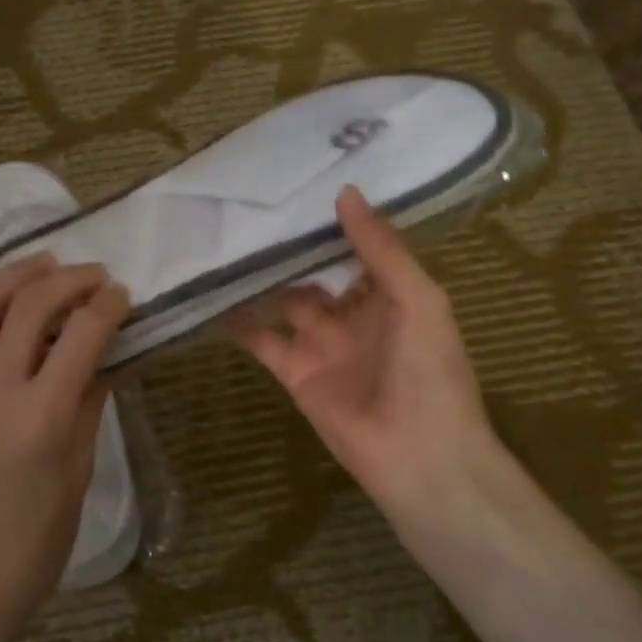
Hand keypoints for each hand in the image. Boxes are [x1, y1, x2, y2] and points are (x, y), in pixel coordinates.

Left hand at [0, 257, 130, 641]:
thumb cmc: (37, 540)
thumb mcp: (79, 472)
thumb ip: (89, 404)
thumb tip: (103, 354)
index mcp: (41, 418)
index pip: (81, 336)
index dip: (107, 306)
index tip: (121, 295)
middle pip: (30, 309)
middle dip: (68, 281)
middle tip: (91, 275)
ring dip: (12, 277)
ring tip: (41, 265)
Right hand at [231, 185, 502, 533]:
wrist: (418, 457)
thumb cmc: (429, 372)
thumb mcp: (417, 300)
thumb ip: (381, 249)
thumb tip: (345, 192)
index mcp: (389, 294)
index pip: (356, 247)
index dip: (331, 220)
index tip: (298, 184)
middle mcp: (352, 313)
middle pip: (314, 272)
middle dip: (288, 247)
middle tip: (248, 208)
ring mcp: (320, 343)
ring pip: (282, 300)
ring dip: (259, 278)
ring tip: (224, 243)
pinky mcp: (293, 371)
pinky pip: (261, 339)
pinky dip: (237, 321)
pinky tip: (211, 295)